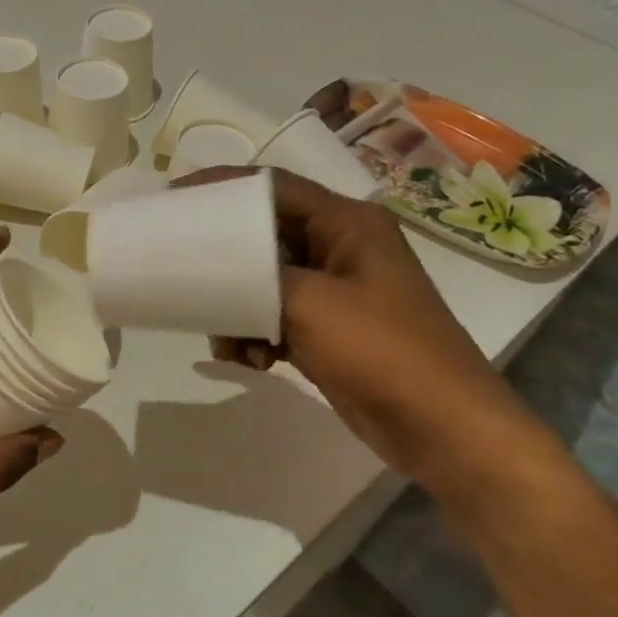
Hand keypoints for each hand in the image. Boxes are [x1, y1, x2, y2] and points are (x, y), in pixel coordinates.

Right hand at [176, 167, 562, 497]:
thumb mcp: (309, 303)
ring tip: (223, 337)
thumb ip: (255, 275)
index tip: (175, 197)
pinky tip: (249, 360)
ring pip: (265, 280)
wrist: (441, 430)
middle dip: (224, 257)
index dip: (223, 186)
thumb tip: (214, 270)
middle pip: (266, 234)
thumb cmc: (382, 352)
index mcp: (348, 224)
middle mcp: (342, 248)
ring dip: (237, 306)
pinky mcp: (328, 330)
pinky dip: (256, 334)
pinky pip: (275, 316)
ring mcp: (336, 291)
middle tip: (181, 266)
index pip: (275, 186)